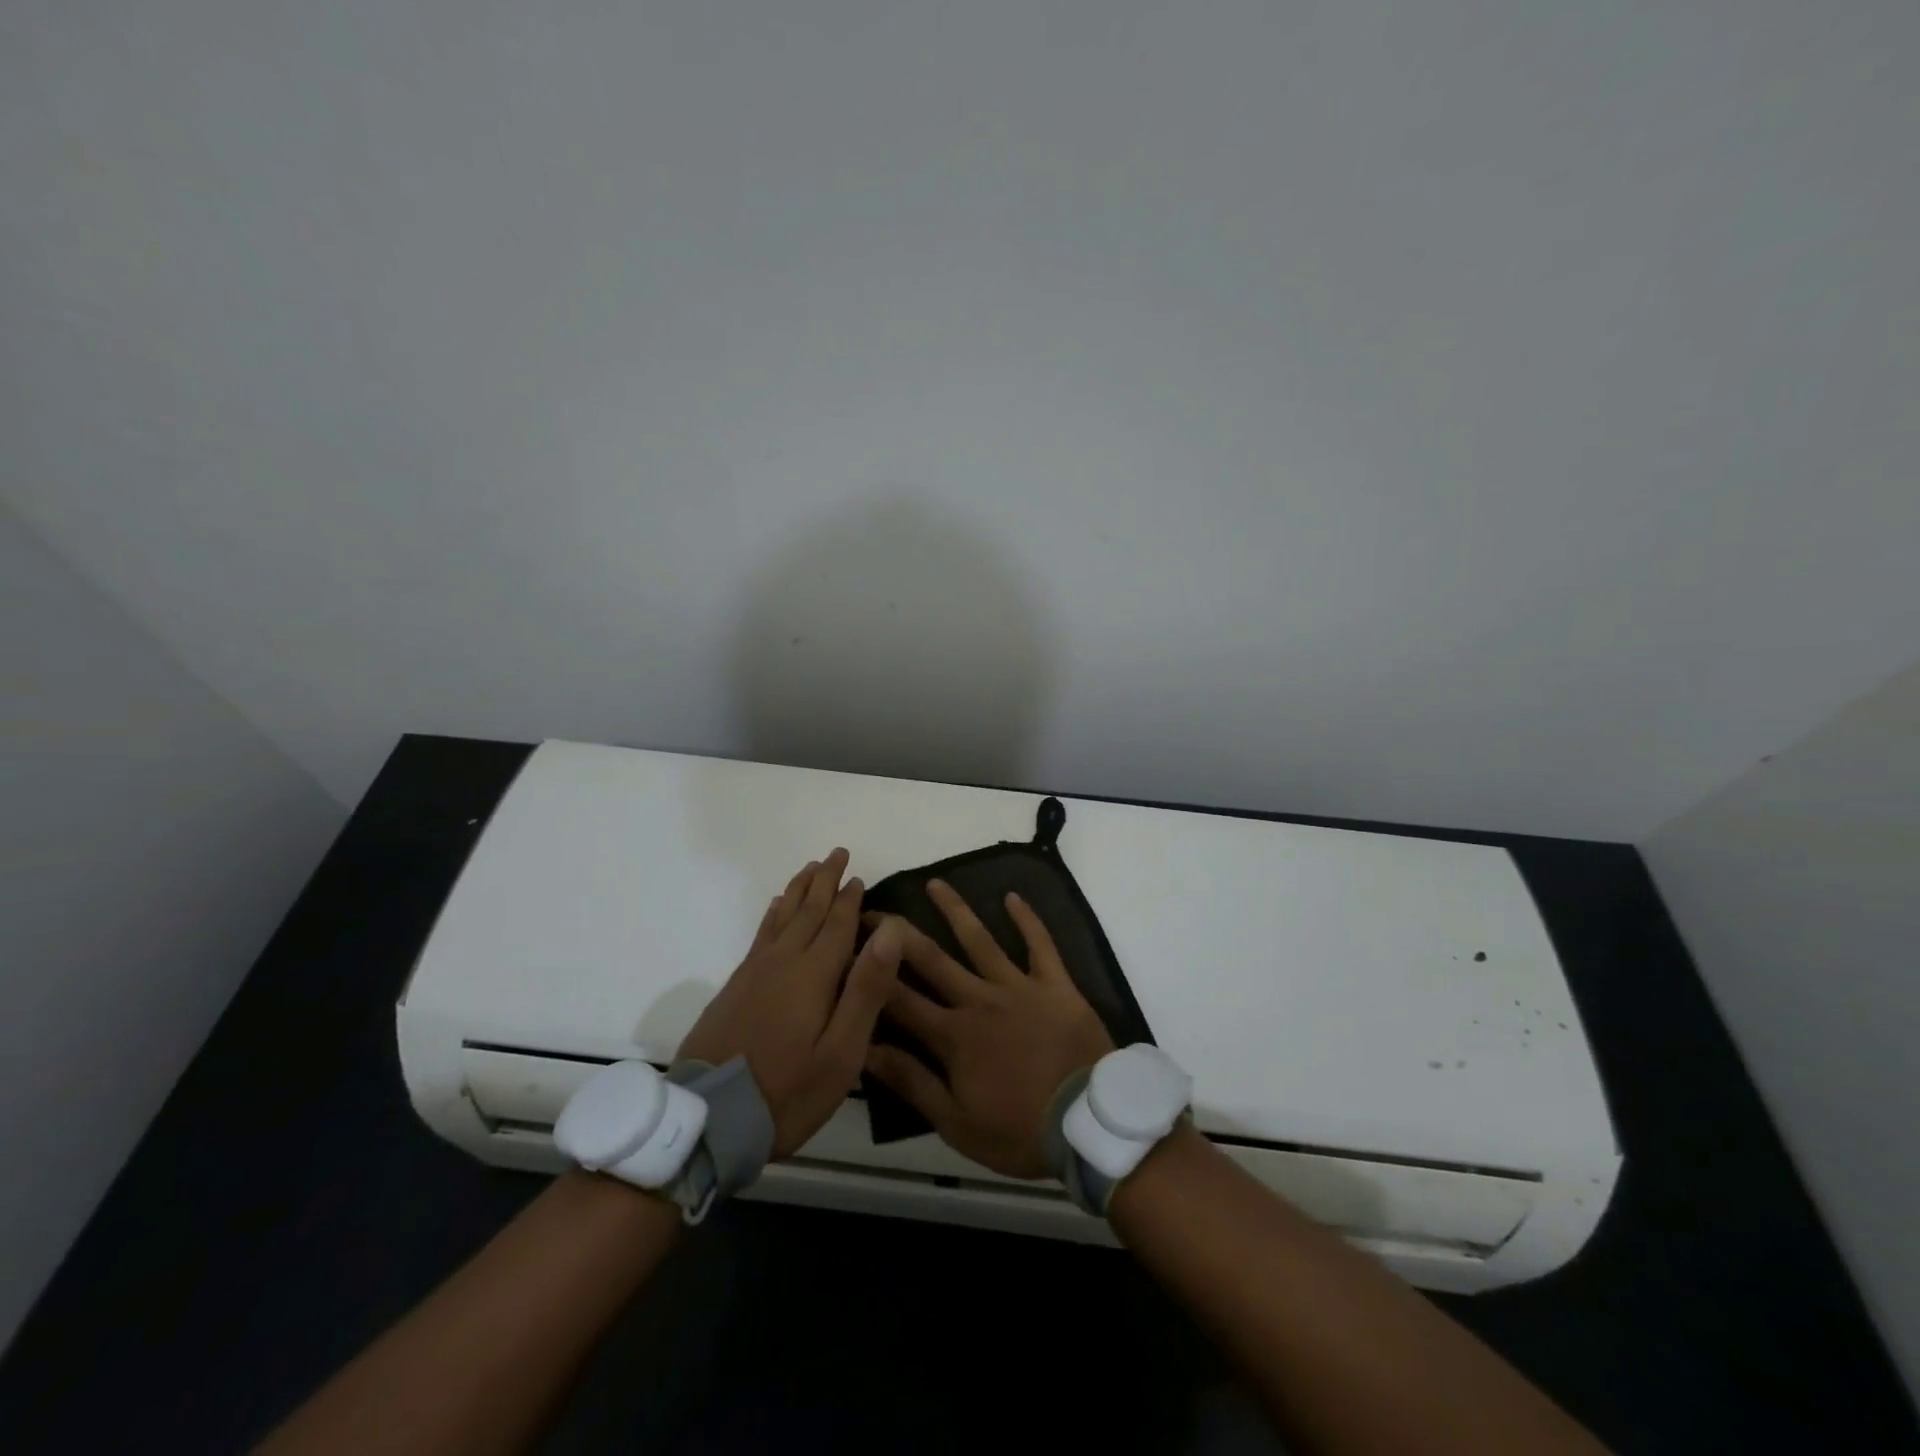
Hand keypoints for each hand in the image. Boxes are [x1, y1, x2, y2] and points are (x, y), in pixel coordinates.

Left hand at [678, 850, 903, 1157]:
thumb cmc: (788, 1091)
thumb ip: (866, 988)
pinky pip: (760, 935)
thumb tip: (889, 930)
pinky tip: (775, 908)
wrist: (709, 1121)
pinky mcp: (735, 987)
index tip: (858, 875)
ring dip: (798, 890)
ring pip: (781, 917)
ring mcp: (754, 973)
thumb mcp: (842, 1051)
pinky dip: (772, 914)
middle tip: (836, 853)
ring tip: (809, 869)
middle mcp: (783, 962)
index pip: (837, 924)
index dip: (849, 898)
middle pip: (808, 911)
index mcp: (813, 974)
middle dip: (824, 881)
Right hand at [864, 880, 1113, 1177]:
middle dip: (900, 934)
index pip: (900, 999)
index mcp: (953, 1035)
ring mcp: (1019, 986)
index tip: (850, 949)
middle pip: (933, 959)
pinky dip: (1028, 919)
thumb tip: (865, 1049)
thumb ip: (911, 1082)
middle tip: (877, 910)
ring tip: (935, 883)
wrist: (1088, 1123)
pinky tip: (1013, 896)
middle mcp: (979, 1000)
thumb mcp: (955, 1122)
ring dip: (956, 910)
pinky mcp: (1055, 984)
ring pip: (980, 940)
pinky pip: (1040, 944)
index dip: (873, 974)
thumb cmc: (1019, 1130)